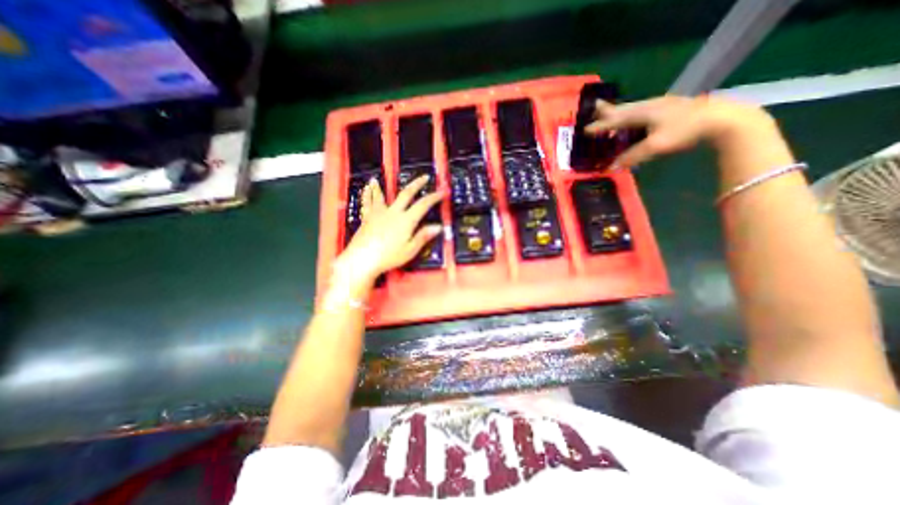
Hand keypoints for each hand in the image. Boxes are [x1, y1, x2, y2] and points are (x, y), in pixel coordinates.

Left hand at [332, 176, 443, 289]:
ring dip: (381, 186)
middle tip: (424, 177)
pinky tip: (365, 189)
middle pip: (406, 194)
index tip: (442, 192)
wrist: (362, 259)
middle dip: (417, 184)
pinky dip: (367, 195)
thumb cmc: (389, 257)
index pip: (423, 205)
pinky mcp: (367, 217)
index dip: (434, 197)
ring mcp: (379, 213)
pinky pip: (368, 203)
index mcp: (406, 220)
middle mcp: (393, 212)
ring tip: (378, 179)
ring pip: (382, 195)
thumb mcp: (410, 250)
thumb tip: (438, 226)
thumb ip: (423, 236)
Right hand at [589, 97, 776, 169]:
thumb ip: (632, 156)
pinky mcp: (670, 108)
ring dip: (620, 111)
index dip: (600, 127)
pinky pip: (642, 110)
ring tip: (610, 114)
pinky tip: (635, 118)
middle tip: (595, 107)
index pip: (616, 120)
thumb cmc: (685, 130)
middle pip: (623, 108)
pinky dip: (632, 114)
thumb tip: (612, 167)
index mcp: (643, 112)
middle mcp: (649, 106)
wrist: (722, 118)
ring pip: (633, 108)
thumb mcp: (656, 146)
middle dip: (608, 110)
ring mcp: (661, 105)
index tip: (585, 131)